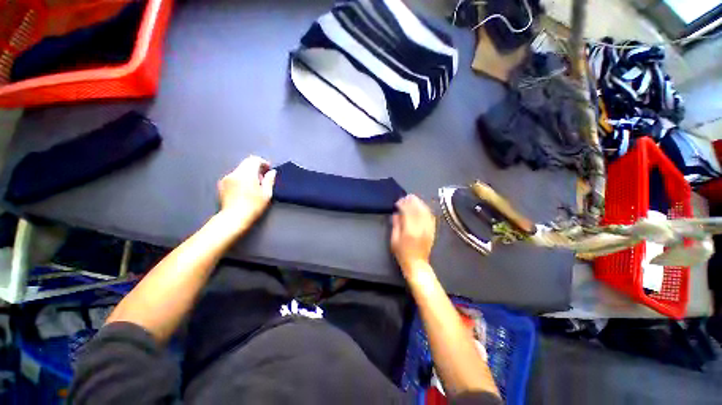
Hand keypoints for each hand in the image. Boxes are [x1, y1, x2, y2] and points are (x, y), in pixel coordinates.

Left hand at [217, 155, 276, 227]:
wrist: (234, 218)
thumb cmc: (253, 206)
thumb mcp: (266, 194)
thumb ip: (269, 180)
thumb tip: (272, 172)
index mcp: (247, 174)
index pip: (254, 160)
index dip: (263, 162)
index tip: (268, 169)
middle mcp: (235, 173)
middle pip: (246, 163)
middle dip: (256, 167)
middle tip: (263, 177)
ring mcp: (227, 178)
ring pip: (240, 169)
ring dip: (248, 173)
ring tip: (255, 185)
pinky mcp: (222, 184)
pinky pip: (234, 176)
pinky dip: (241, 178)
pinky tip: (245, 189)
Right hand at [391, 195, 435, 276]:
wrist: (417, 264)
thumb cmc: (402, 253)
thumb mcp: (394, 239)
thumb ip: (396, 224)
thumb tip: (396, 213)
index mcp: (410, 229)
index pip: (408, 211)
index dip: (403, 204)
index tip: (398, 202)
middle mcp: (421, 227)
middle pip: (418, 209)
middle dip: (412, 201)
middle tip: (406, 197)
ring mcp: (428, 228)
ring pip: (426, 211)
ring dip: (419, 203)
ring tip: (413, 199)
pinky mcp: (432, 230)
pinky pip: (431, 216)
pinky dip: (426, 209)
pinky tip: (422, 207)